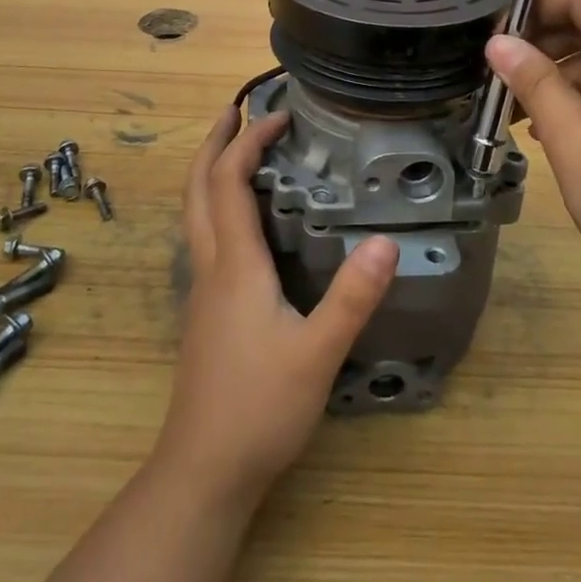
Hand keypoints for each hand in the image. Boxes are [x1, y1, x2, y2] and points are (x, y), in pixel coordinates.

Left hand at [156, 107, 397, 507]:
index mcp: (235, 264)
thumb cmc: (260, 408)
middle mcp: (211, 267)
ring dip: (210, 172)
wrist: (204, 471)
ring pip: (194, 213)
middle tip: (234, 110)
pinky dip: (216, 205)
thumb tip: (386, 241)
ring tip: (235, 150)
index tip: (278, 115)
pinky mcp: (206, 312)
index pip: (229, 183)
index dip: (248, 142)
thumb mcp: (318, 353)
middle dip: (213, 143)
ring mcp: (202, 291)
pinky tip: (242, 221)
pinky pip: (204, 237)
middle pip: (197, 189)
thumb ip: (353, 297)